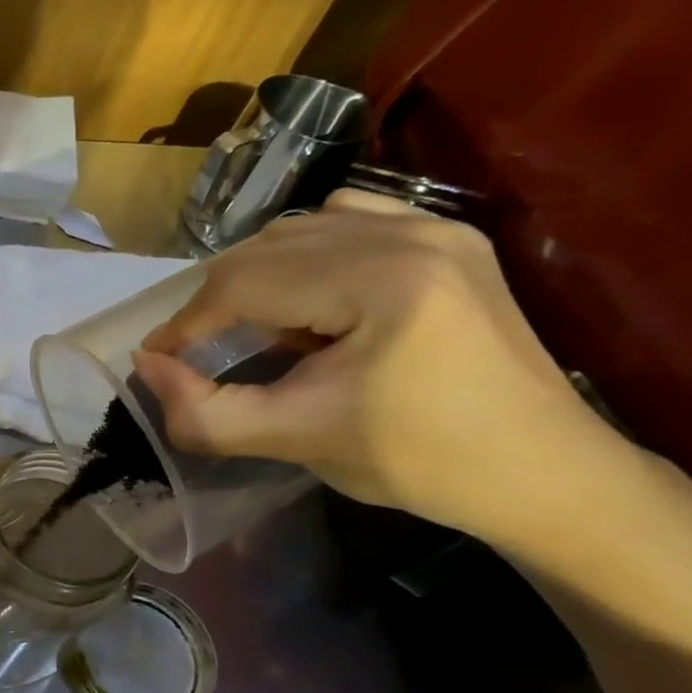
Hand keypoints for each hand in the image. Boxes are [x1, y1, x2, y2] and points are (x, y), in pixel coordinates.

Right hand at [131, 190, 612, 544]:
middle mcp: (408, 234)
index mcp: (380, 280)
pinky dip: (303, 252)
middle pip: (267, 249)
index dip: (186, 323)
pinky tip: (302, 294)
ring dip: (255, 276)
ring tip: (246, 328)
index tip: (157, 360)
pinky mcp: (448, 239)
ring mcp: (435, 228)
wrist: (544, 473)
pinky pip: (347, 220)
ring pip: (300, 229)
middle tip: (195, 352)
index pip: (244, 283)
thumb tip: (147, 368)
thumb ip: (207, 413)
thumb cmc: (420, 462)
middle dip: (215, 302)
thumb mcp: (296, 441)